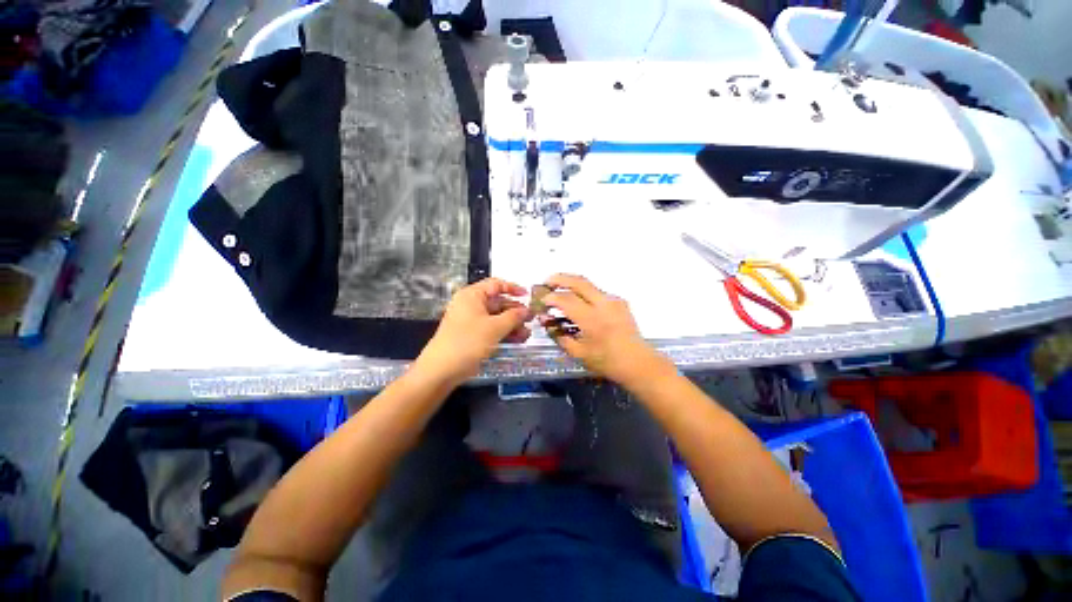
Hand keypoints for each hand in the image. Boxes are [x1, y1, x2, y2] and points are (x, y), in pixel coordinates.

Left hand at [415, 278, 531, 384]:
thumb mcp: (494, 327)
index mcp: (472, 295)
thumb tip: (526, 310)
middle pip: (498, 302)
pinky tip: (519, 340)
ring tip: (528, 333)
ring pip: (497, 318)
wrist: (442, 370)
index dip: (513, 288)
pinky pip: (492, 329)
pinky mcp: (473, 336)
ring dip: (512, 324)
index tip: (527, 296)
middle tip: (531, 319)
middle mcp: (471, 305)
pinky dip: (504, 333)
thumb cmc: (468, 342)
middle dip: (515, 311)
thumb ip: (513, 317)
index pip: (496, 284)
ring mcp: (472, 321)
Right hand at [539, 274, 672, 387]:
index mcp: (591, 318)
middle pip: (578, 281)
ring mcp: (613, 301)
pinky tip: (580, 303)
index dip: (550, 298)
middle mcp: (603, 304)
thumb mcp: (578, 353)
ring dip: (572, 284)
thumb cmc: (606, 361)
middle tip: (547, 282)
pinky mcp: (620, 302)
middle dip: (560, 278)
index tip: (541, 301)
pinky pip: (598, 292)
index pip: (566, 299)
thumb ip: (559, 335)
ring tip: (560, 290)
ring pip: (589, 284)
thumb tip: (545, 321)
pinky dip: (584, 293)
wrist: (638, 362)